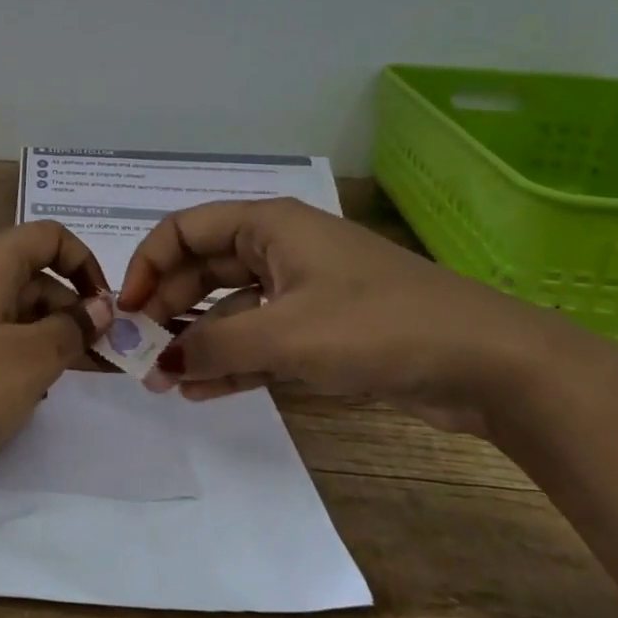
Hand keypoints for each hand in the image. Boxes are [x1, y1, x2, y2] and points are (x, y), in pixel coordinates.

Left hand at [0, 222, 114, 489]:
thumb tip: (98, 308)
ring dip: (45, 338)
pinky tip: (22, 396)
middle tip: (100, 360)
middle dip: (71, 312)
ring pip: (9, 313)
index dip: (84, 263)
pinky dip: (12, 357)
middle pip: (30, 278)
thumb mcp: (32, 359)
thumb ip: (72, 329)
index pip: (47, 237)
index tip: (104, 310)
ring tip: (64, 381)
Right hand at [116, 199, 588, 436]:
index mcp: (268, 226)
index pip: (183, 231)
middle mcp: (279, 250)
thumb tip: (160, 363)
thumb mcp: (287, 335)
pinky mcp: (320, 330)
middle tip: (140, 353)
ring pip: (228, 309)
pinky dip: (230, 362)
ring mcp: (300, 291)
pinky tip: (200, 391)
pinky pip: (258, 340)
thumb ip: (215, 346)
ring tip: (163, 382)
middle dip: (168, 310)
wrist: (490, 365)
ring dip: (196, 341)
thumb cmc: (379, 327)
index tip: (126, 311)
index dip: (148, 265)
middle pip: (202, 270)